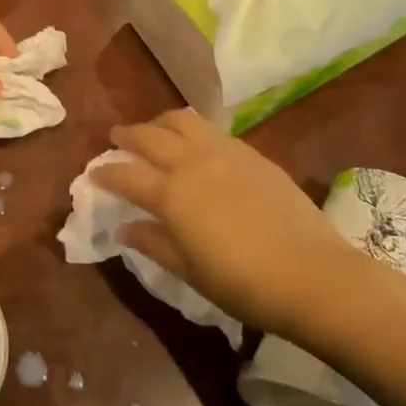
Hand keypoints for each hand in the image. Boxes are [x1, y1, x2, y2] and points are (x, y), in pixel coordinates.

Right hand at [94, 110, 358, 340]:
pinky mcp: (252, 153)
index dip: (106, 173)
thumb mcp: (191, 271)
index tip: (93, 173)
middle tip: (116, 138)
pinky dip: (192, 130)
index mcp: (172, 194)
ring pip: (182, 120)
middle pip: (150, 135)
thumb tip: (124, 228)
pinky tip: (196, 144)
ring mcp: (225, 152)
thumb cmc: (244, 284)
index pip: (126, 175)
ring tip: (155, 131)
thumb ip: (154, 243)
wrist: (313, 275)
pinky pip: (212, 130)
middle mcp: (193, 162)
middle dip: (128, 135)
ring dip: (160, 122)